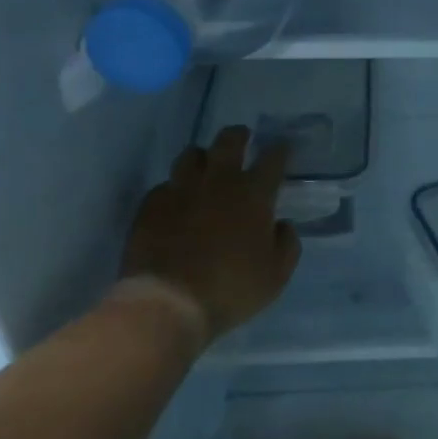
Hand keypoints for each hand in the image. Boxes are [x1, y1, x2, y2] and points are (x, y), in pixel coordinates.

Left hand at [120, 126, 300, 341]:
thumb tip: (281, 225)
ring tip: (206, 164)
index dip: (279, 150)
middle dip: (239, 135)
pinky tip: (177, 200)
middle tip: (242, 138)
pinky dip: (175, 187)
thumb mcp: (276, 276)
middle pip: (228, 141)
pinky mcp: (151, 204)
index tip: (282, 147)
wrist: (168, 302)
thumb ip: (286, 245)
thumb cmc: (231, 289)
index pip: (272, 159)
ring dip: (203, 156)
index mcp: (253, 195)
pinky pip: (165, 184)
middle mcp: (217, 182)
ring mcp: (180, 189)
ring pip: (191, 154)